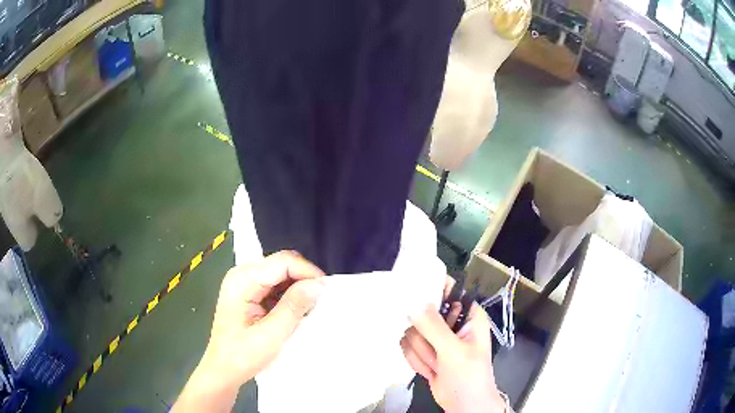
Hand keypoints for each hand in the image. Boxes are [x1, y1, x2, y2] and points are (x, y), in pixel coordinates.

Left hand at [173, 251, 325, 411]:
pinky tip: (295, 311)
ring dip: (297, 288)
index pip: (282, 262)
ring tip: (310, 308)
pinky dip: (289, 295)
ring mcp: (244, 282)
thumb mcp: (271, 334)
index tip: (327, 291)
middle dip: (303, 279)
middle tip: (320, 301)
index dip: (307, 272)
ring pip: (280, 274)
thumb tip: (319, 284)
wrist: (224, 371)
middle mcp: (242, 274)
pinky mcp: (248, 292)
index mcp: (242, 280)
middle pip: (281, 264)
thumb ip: (294, 306)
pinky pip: (275, 285)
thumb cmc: (243, 356)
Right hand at [400, 278, 505, 412]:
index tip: (410, 291)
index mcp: (468, 314)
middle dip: (425, 337)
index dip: (430, 288)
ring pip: (412, 333)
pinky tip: (432, 370)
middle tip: (437, 350)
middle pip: (422, 312)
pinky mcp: (424, 352)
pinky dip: (417, 361)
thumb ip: (433, 326)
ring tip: (438, 364)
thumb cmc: (469, 376)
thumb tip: (412, 302)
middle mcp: (452, 323)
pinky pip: (408, 347)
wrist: (463, 405)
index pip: (448, 289)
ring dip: (423, 353)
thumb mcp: (454, 351)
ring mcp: (436, 339)